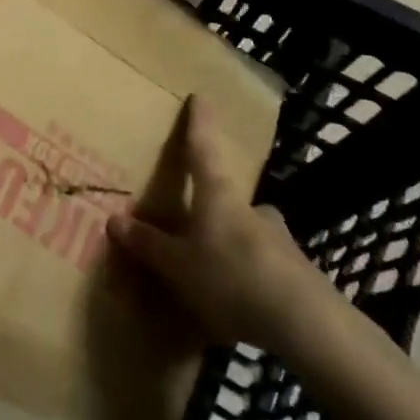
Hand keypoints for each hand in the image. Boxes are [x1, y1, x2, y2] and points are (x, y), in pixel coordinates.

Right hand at [109, 96, 329, 350]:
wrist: (306, 323)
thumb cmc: (231, 278)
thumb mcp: (179, 266)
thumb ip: (149, 245)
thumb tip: (114, 220)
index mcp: (218, 195)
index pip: (203, 148)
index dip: (199, 123)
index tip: (201, 96)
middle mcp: (251, 209)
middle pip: (229, 197)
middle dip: (215, 207)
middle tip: (198, 223)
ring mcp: (279, 240)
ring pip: (249, 235)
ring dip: (233, 246)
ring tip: (216, 275)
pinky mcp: (298, 274)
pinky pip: (264, 269)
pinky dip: (250, 279)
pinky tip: (242, 306)